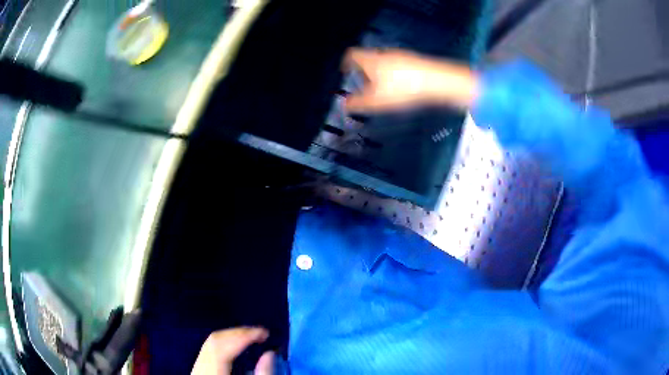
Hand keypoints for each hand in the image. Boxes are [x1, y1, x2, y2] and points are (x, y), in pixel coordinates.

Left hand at [191, 327, 273, 374]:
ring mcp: (197, 368)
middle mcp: (201, 367)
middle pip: (215, 340)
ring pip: (211, 343)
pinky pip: (209, 349)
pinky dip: (225, 344)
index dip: (243, 335)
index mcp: (213, 372)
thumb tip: (270, 353)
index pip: (223, 346)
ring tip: (251, 338)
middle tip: (260, 333)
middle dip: (238, 333)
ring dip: (232, 336)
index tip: (264, 333)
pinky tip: (237, 347)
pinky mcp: (199, 370)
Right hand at [342, 48, 478, 112]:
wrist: (435, 81)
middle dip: (364, 70)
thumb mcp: (376, 101)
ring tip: (384, 88)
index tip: (346, 71)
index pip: (352, 54)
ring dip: (380, 71)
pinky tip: (401, 86)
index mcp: (371, 60)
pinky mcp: (414, 60)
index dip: (346, 62)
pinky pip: (398, 64)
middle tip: (365, 84)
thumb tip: (344, 105)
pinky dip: (395, 73)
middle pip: (368, 57)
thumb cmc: (401, 89)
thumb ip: (357, 103)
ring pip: (384, 61)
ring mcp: (401, 55)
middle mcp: (384, 53)